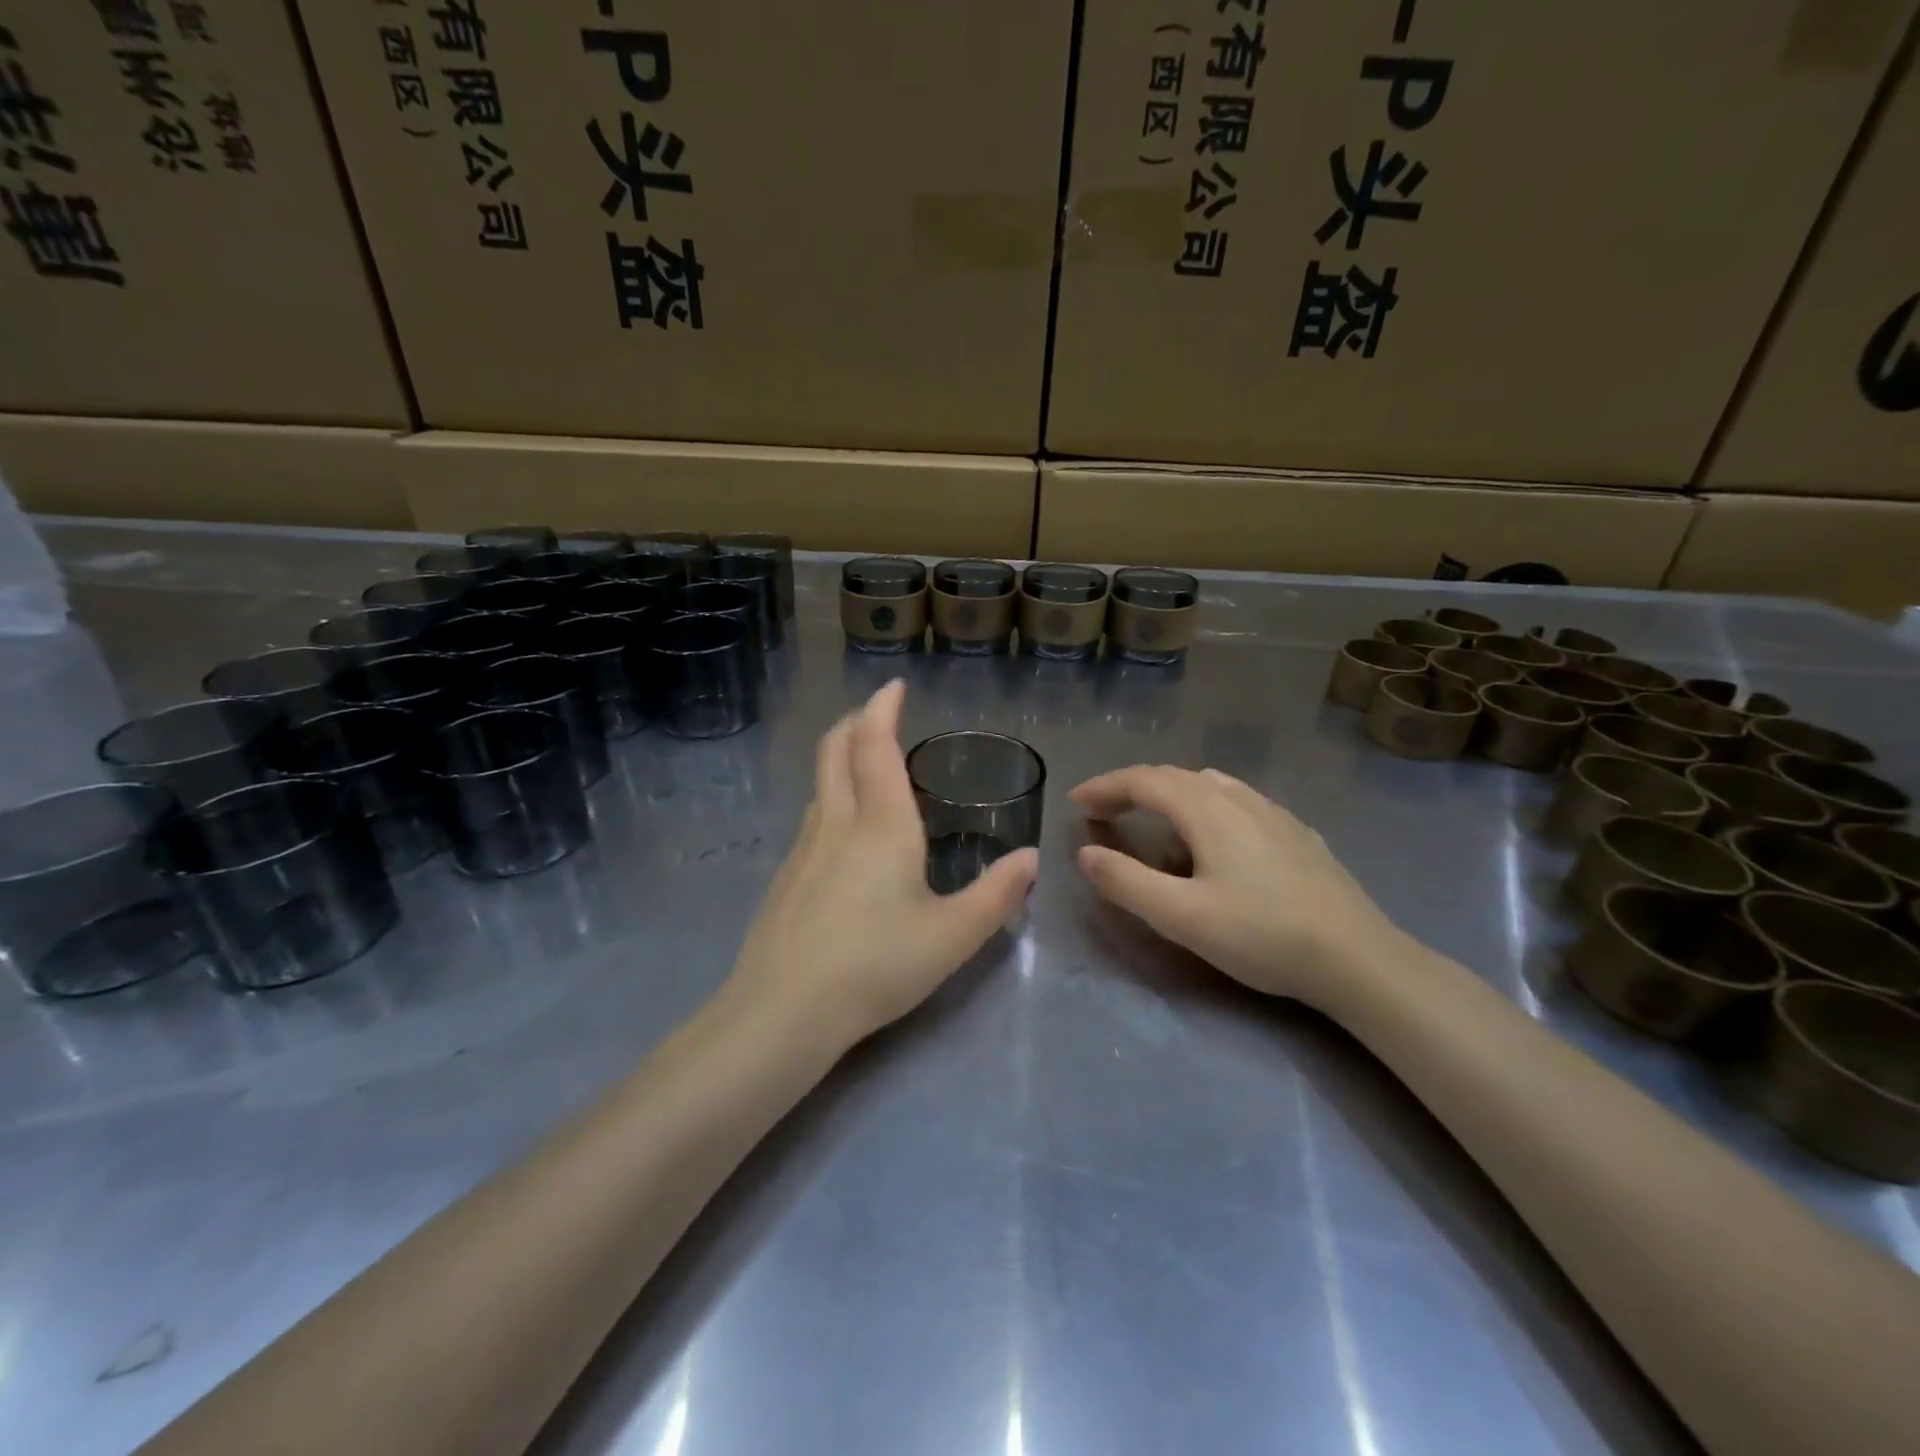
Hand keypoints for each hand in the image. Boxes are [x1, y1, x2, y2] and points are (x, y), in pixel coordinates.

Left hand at [728, 680, 1038, 1051]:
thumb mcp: (952, 936)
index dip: (883, 709)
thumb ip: (996, 895)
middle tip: (878, 715)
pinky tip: (848, 834)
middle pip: (835, 750)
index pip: (875, 745)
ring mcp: (804, 848)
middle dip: (855, 722)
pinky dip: (833, 797)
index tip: (895, 686)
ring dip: (842, 759)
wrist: (782, 1011)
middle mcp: (836, 823)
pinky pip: (813, 817)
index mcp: (880, 824)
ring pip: (820, 783)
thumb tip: (1030, 859)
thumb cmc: (875, 965)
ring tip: (869, 769)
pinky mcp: (787, 877)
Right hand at [1071, 765, 1402, 1005]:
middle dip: (1131, 788)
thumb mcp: (1181, 917)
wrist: (1358, 958)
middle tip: (1102, 812)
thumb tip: (1086, 853)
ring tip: (1151, 819)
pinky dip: (1204, 805)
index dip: (1104, 787)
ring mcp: (1273, 812)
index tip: (1075, 803)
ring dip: (1168, 793)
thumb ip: (1126, 883)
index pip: (1142, 781)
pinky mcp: (1296, 832)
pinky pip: (1237, 800)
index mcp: (1206, 810)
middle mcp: (1238, 797)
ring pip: (1208, 784)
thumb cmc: (1262, 935)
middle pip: (1173, 776)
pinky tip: (1215, 837)